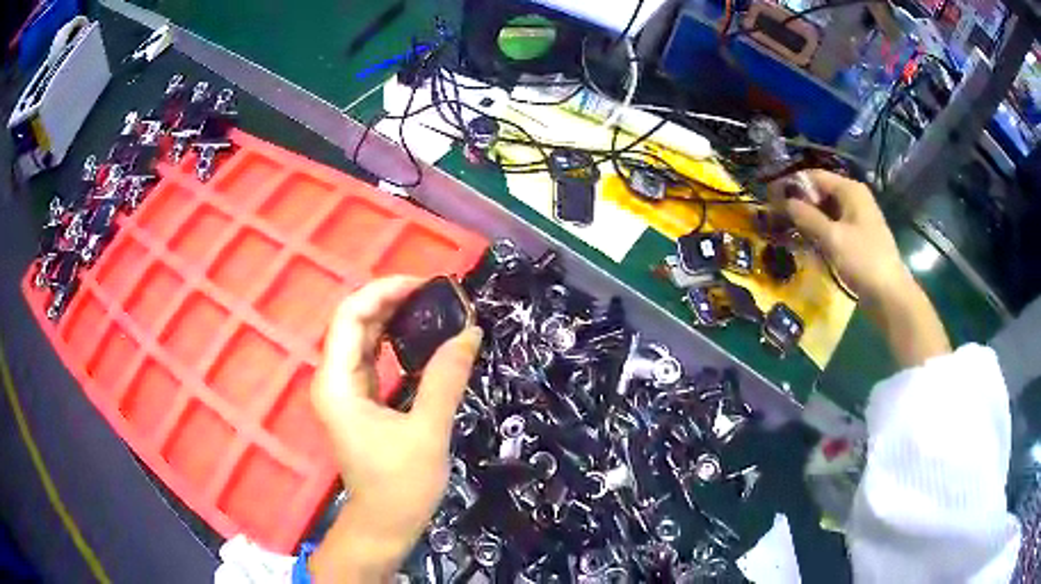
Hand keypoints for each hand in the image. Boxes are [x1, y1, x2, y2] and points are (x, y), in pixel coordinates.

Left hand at [308, 276, 482, 580]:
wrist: (384, 526)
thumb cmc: (401, 486)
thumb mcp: (428, 432)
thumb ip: (446, 379)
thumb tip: (470, 332)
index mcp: (338, 384)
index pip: (350, 316)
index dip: (383, 291)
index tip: (424, 285)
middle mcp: (333, 380)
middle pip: (353, 322)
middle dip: (390, 300)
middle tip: (435, 294)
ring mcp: (343, 391)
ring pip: (361, 338)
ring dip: (392, 318)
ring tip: (431, 307)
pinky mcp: (357, 401)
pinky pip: (370, 357)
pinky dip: (392, 341)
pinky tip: (418, 336)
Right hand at [780, 170, 910, 302]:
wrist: (890, 295)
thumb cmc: (863, 261)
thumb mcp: (833, 238)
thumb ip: (807, 217)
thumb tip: (783, 201)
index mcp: (850, 190)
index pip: (814, 177)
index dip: (791, 184)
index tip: (770, 197)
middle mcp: (854, 198)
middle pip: (820, 192)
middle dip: (799, 203)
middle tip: (777, 216)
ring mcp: (857, 218)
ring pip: (826, 211)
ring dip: (808, 219)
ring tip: (787, 230)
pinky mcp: (858, 237)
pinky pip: (833, 226)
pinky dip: (819, 231)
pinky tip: (807, 243)